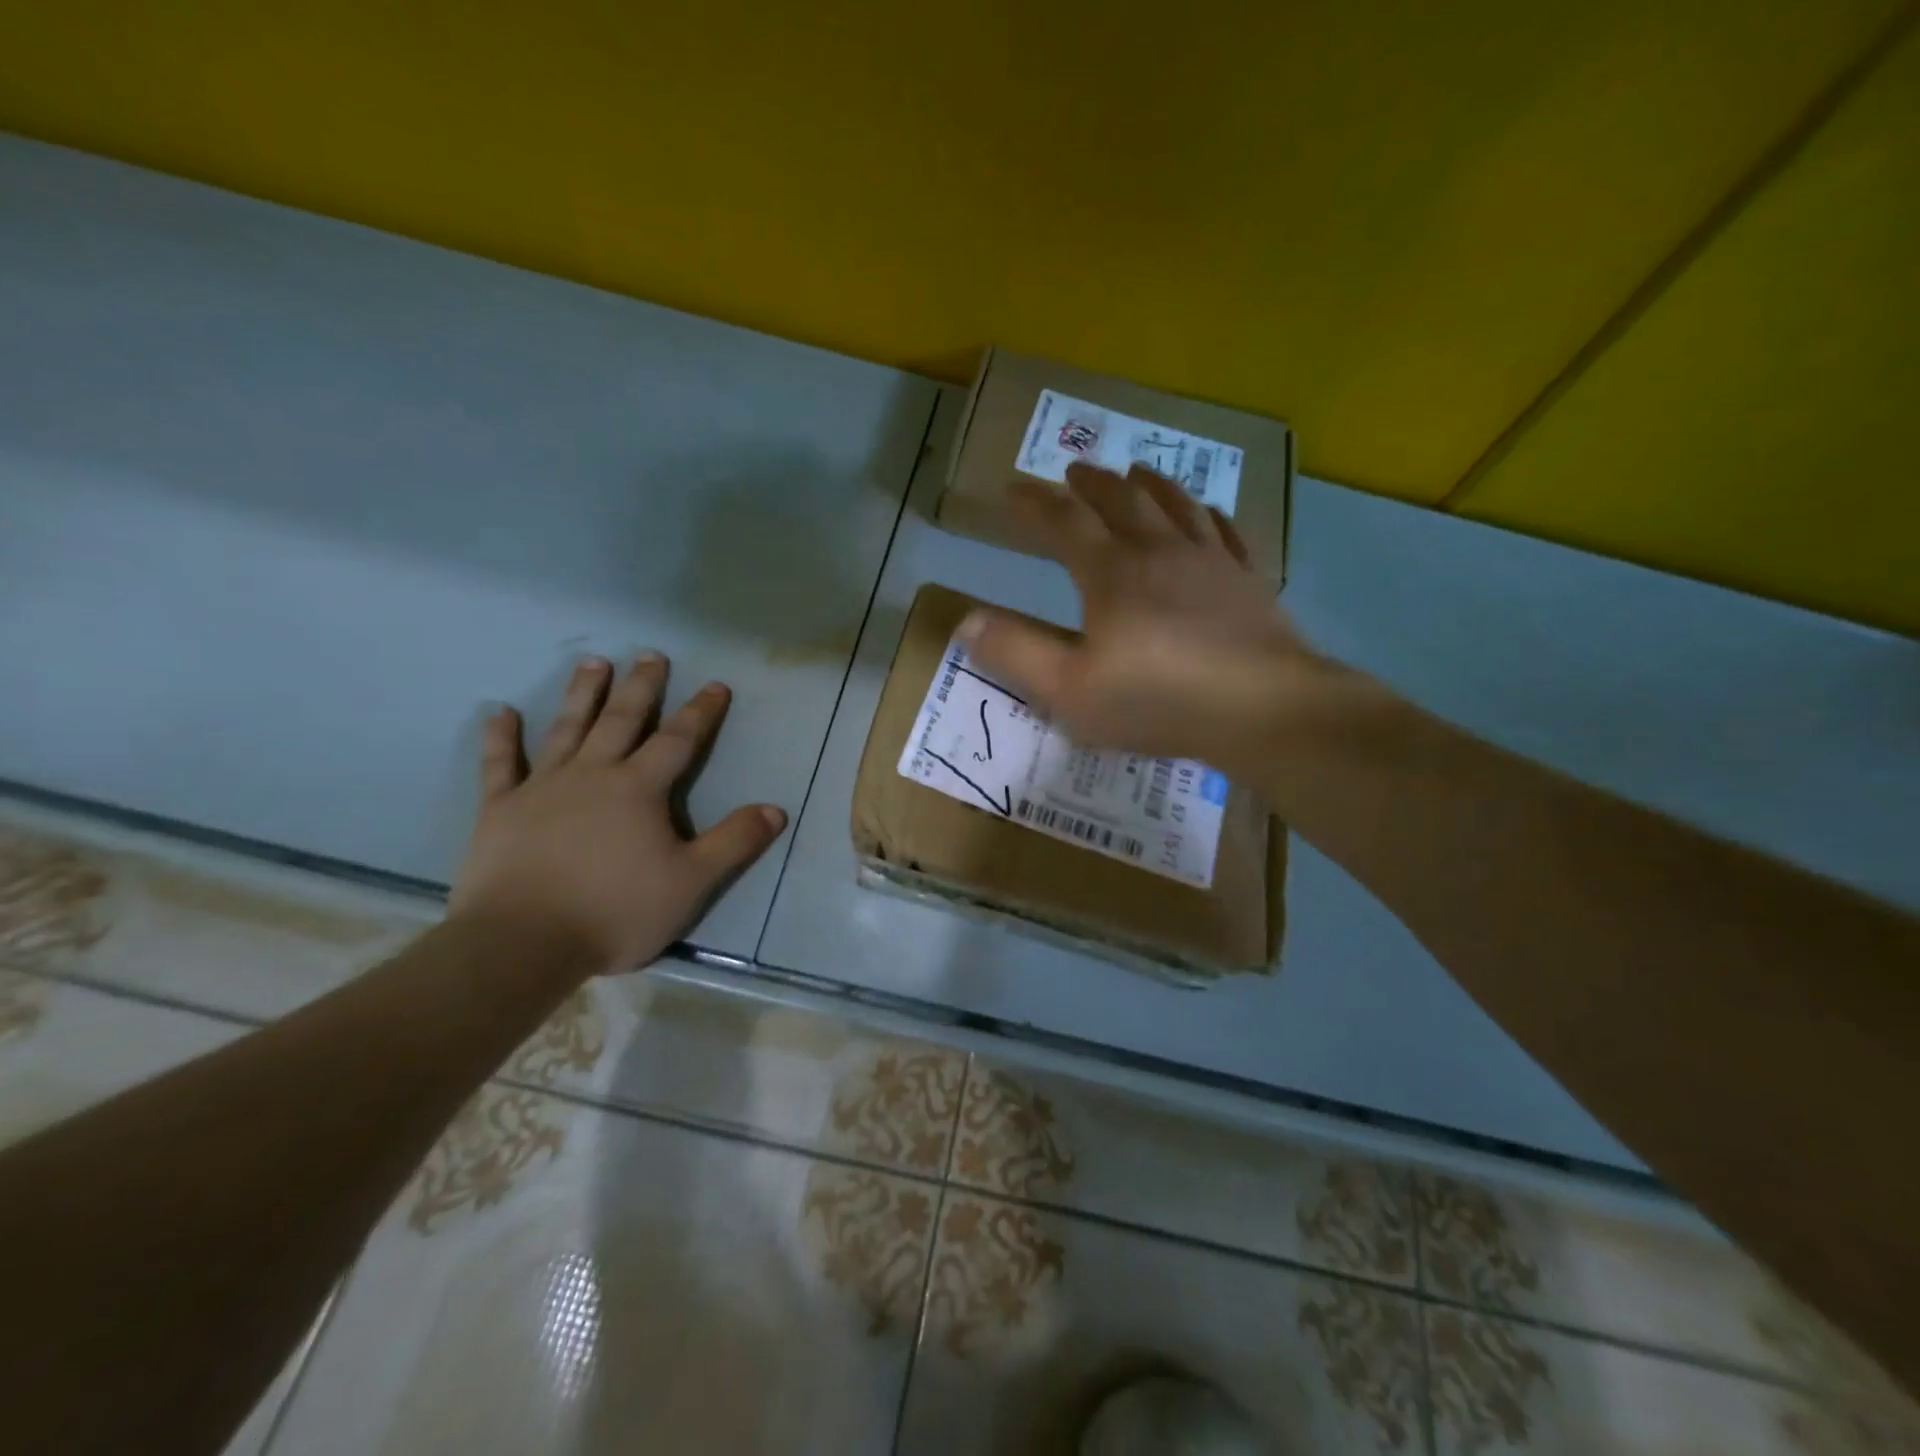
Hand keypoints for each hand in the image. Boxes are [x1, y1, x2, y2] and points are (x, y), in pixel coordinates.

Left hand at [449, 655, 786, 975]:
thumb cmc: (615, 911)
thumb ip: (734, 843)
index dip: (701, 711)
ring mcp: (542, 788)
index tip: (716, 684)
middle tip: (650, 655)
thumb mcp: (691, 882)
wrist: (522, 943)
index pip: (679, 740)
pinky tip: (498, 712)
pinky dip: (499, 738)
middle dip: (641, 687)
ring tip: (593, 662)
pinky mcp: (500, 809)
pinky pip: (499, 765)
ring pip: (567, 729)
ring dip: (582, 694)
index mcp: (639, 789)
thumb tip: (775, 810)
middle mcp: (593, 774)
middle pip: (622, 720)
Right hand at [959, 462, 1323, 771]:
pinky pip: (1225, 533)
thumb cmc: (1157, 701)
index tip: (1013, 490)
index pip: (1064, 523)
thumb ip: (1016, 653)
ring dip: (1150, 486)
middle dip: (1092, 485)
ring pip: (1176, 506)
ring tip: (1136, 472)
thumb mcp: (1069, 689)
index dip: (1035, 505)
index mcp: (1111, 573)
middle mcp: (1159, 552)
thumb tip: (965, 621)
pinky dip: (1208, 516)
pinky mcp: (1248, 582)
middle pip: (1121, 502)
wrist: (1261, 709)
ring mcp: (1210, 562)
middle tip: (1075, 471)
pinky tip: (1208, 513)